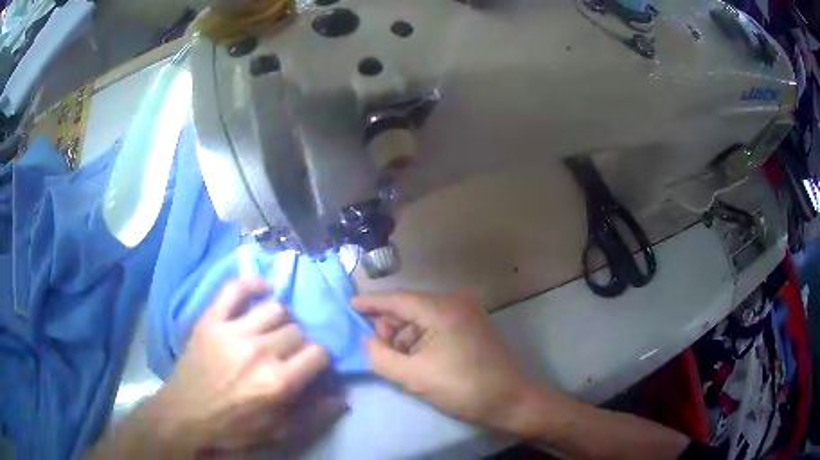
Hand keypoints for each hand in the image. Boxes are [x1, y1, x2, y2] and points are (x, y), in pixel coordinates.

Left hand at [145, 279, 344, 453]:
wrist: (186, 415)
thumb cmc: (234, 427)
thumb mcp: (278, 433)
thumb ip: (315, 416)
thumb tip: (343, 397)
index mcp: (278, 382)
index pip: (318, 354)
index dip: (319, 360)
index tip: (311, 367)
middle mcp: (260, 351)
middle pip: (297, 331)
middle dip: (298, 344)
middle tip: (287, 355)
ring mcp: (233, 331)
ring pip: (275, 309)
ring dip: (280, 321)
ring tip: (272, 332)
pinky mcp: (211, 320)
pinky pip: (235, 288)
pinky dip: (252, 284)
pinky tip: (263, 289)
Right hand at [352, 290, 532, 432]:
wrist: (508, 400)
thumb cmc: (461, 388)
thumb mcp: (414, 377)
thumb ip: (381, 357)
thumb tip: (368, 342)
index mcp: (442, 308)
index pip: (397, 298)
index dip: (371, 302)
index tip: (350, 304)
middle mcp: (455, 301)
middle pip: (410, 306)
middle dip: (389, 326)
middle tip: (377, 349)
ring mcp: (467, 310)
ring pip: (423, 316)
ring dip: (405, 335)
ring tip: (397, 359)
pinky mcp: (472, 323)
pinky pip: (437, 323)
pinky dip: (422, 337)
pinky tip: (415, 356)